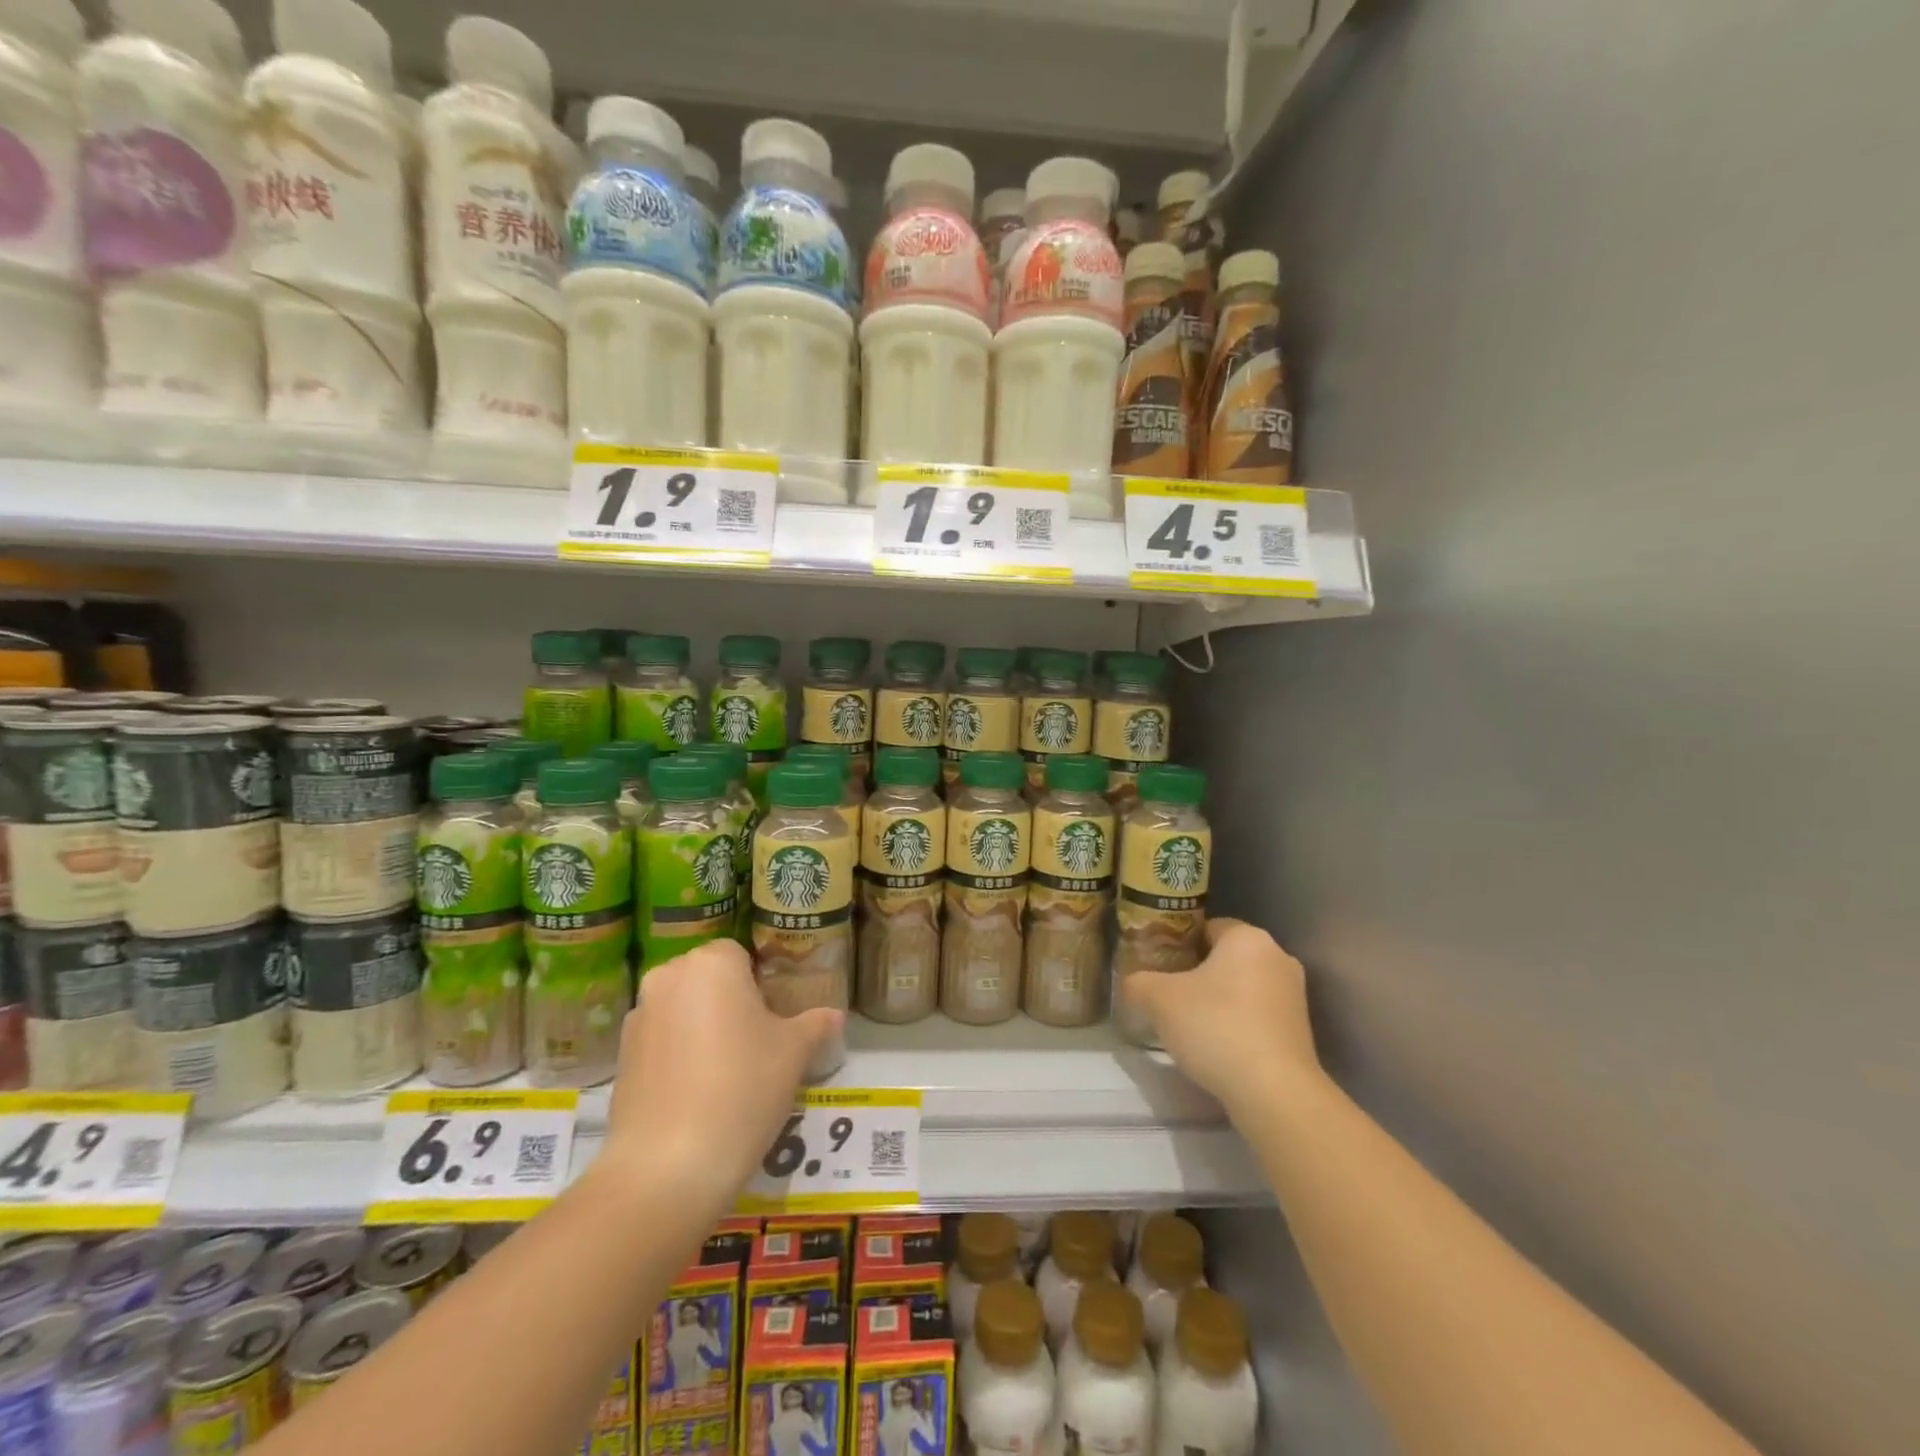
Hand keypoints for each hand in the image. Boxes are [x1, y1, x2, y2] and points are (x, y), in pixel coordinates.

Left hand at [601, 941, 842, 1211]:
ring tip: (726, 1073)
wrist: (668, 1166)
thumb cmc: (743, 1088)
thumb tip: (834, 1015)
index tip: (775, 1017)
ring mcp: (638, 1017)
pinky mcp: (621, 1057)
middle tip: (756, 1042)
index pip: (740, 954)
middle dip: (730, 1001)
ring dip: (702, 1027)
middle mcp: (668, 978)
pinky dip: (678, 1055)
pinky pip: (661, 1041)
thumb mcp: (794, 1053)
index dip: (760, 983)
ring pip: (682, 1009)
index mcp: (712, 963)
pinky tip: (697, 1093)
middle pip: (708, 978)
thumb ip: (815, 1024)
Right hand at [1121, 919, 1321, 1120]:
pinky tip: (1216, 1045)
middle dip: (1196, 973)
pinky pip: (1257, 1013)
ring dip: (1217, 999)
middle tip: (1167, 994)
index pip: (1205, 927)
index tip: (1158, 966)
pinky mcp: (1301, 1030)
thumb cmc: (1215, 1026)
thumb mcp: (1158, 999)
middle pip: (1224, 957)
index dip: (1177, 944)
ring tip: (1188, 1023)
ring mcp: (1294, 995)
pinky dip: (1236, 1022)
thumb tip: (1131, 983)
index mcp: (1247, 937)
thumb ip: (1137, 982)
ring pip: (1242, 986)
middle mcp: (1277, 957)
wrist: (1274, 1092)